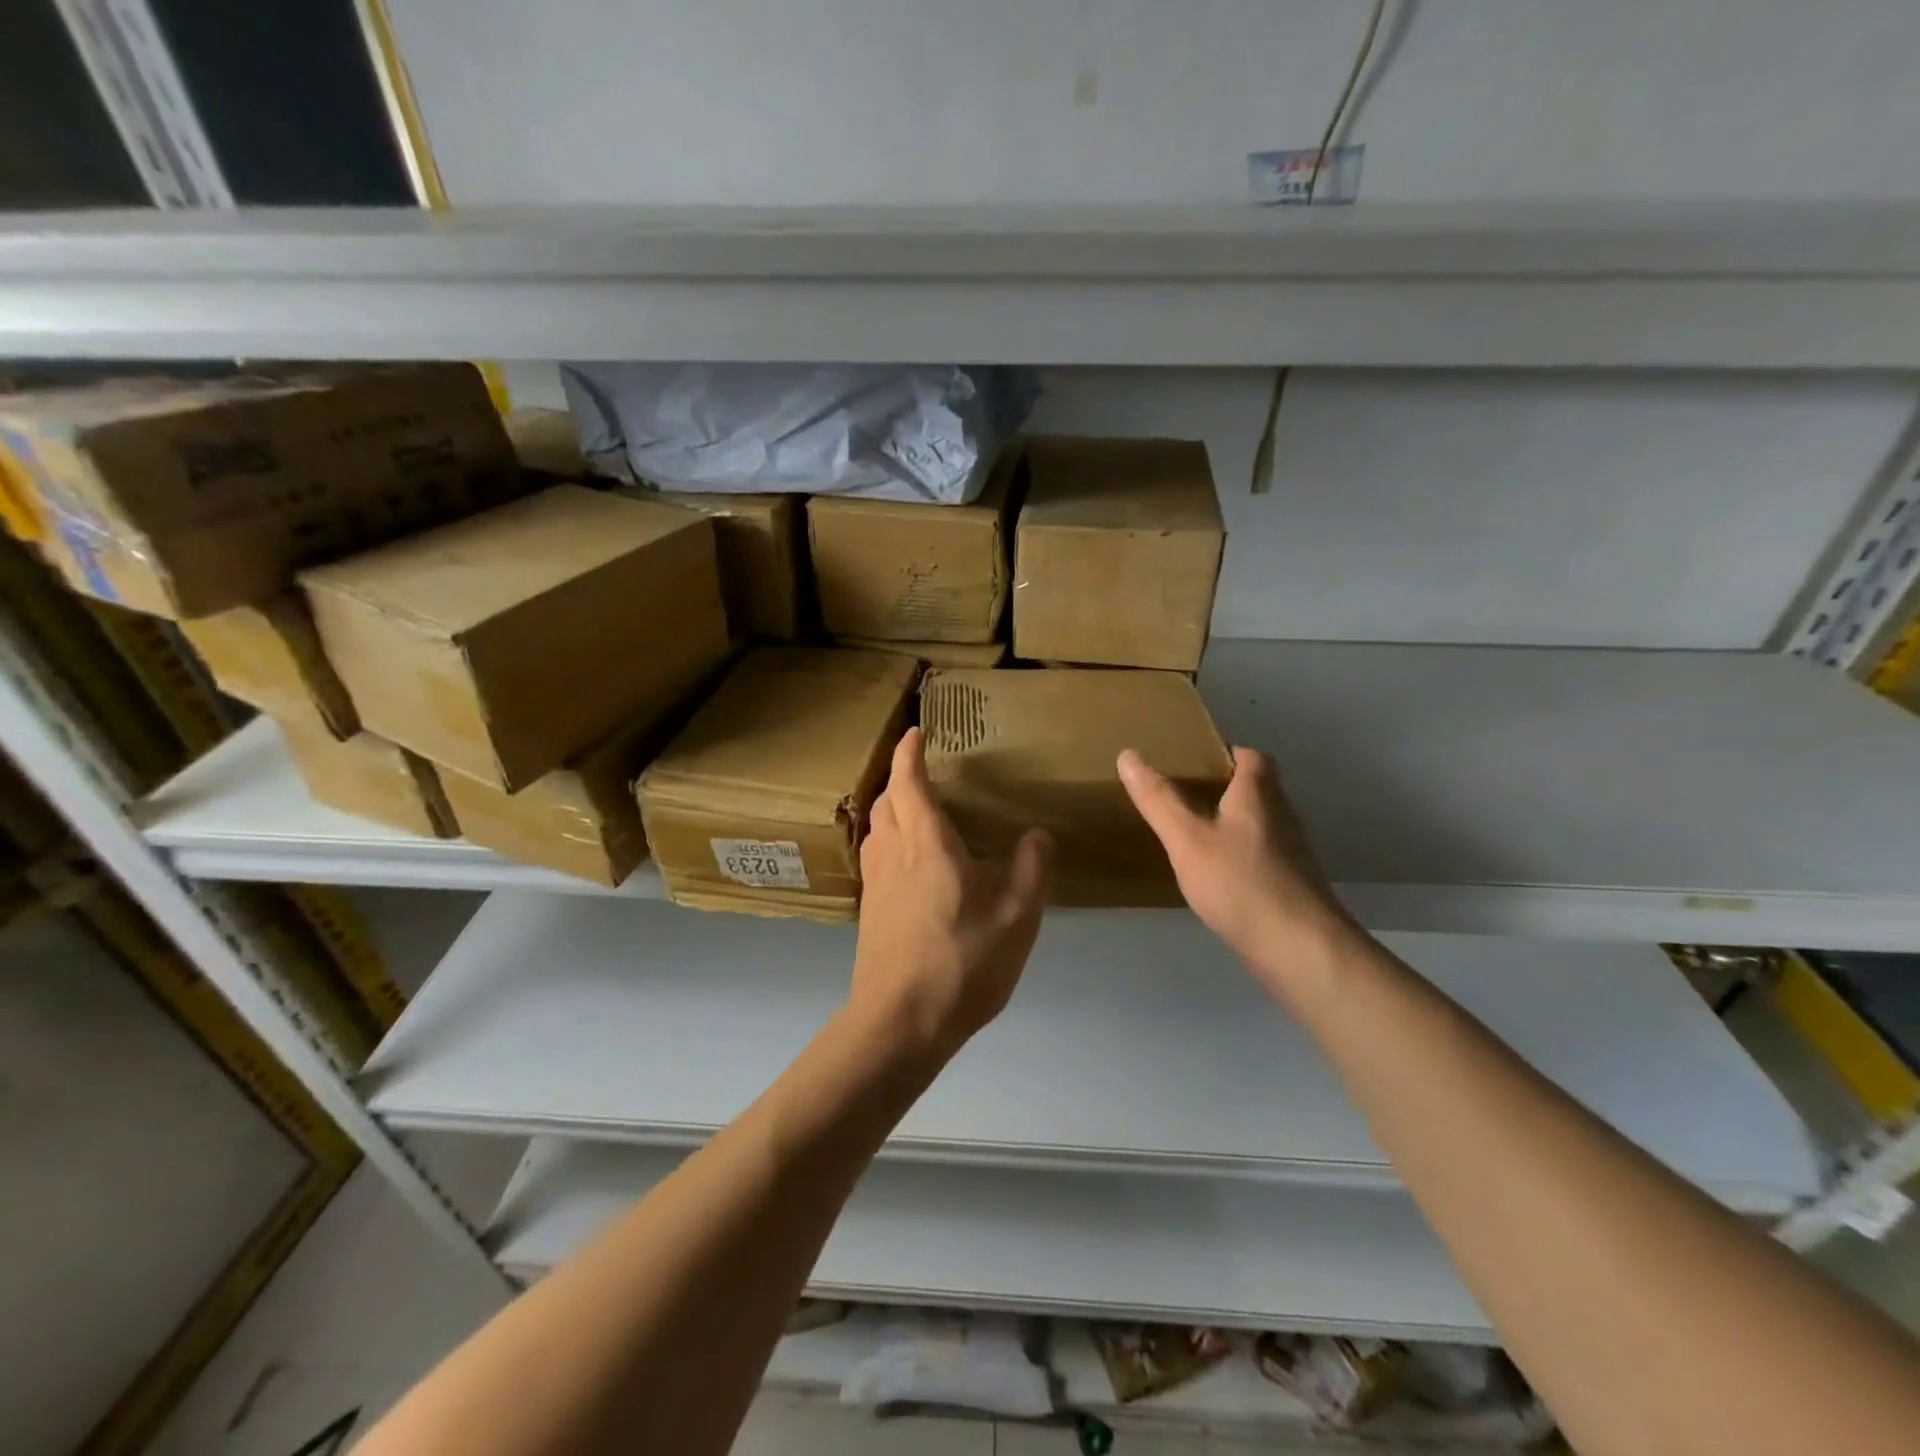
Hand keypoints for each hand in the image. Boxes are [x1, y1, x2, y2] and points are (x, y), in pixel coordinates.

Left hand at [850, 728, 1052, 1058]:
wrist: (900, 1022)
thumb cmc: (962, 962)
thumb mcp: (1017, 916)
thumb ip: (1032, 869)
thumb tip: (1037, 834)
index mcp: (927, 845)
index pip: (910, 783)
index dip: (909, 754)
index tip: (915, 732)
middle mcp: (894, 855)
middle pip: (886, 802)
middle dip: (898, 778)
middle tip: (918, 769)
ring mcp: (877, 885)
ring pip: (876, 830)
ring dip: (889, 808)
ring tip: (912, 809)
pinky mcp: (871, 913)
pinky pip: (876, 857)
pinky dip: (888, 840)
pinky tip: (907, 862)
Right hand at [1118, 745, 1358, 991]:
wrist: (1299, 949)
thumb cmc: (1240, 883)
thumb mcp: (1187, 838)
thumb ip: (1158, 799)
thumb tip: (1128, 755)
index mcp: (1258, 795)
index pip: (1251, 757)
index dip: (1227, 752)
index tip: (1195, 760)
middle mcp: (1281, 816)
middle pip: (1258, 789)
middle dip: (1226, 787)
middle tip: (1185, 794)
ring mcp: (1291, 854)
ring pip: (1260, 824)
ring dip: (1233, 822)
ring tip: (1194, 831)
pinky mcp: (1291, 886)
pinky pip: (1262, 856)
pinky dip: (1240, 855)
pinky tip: (1216, 875)